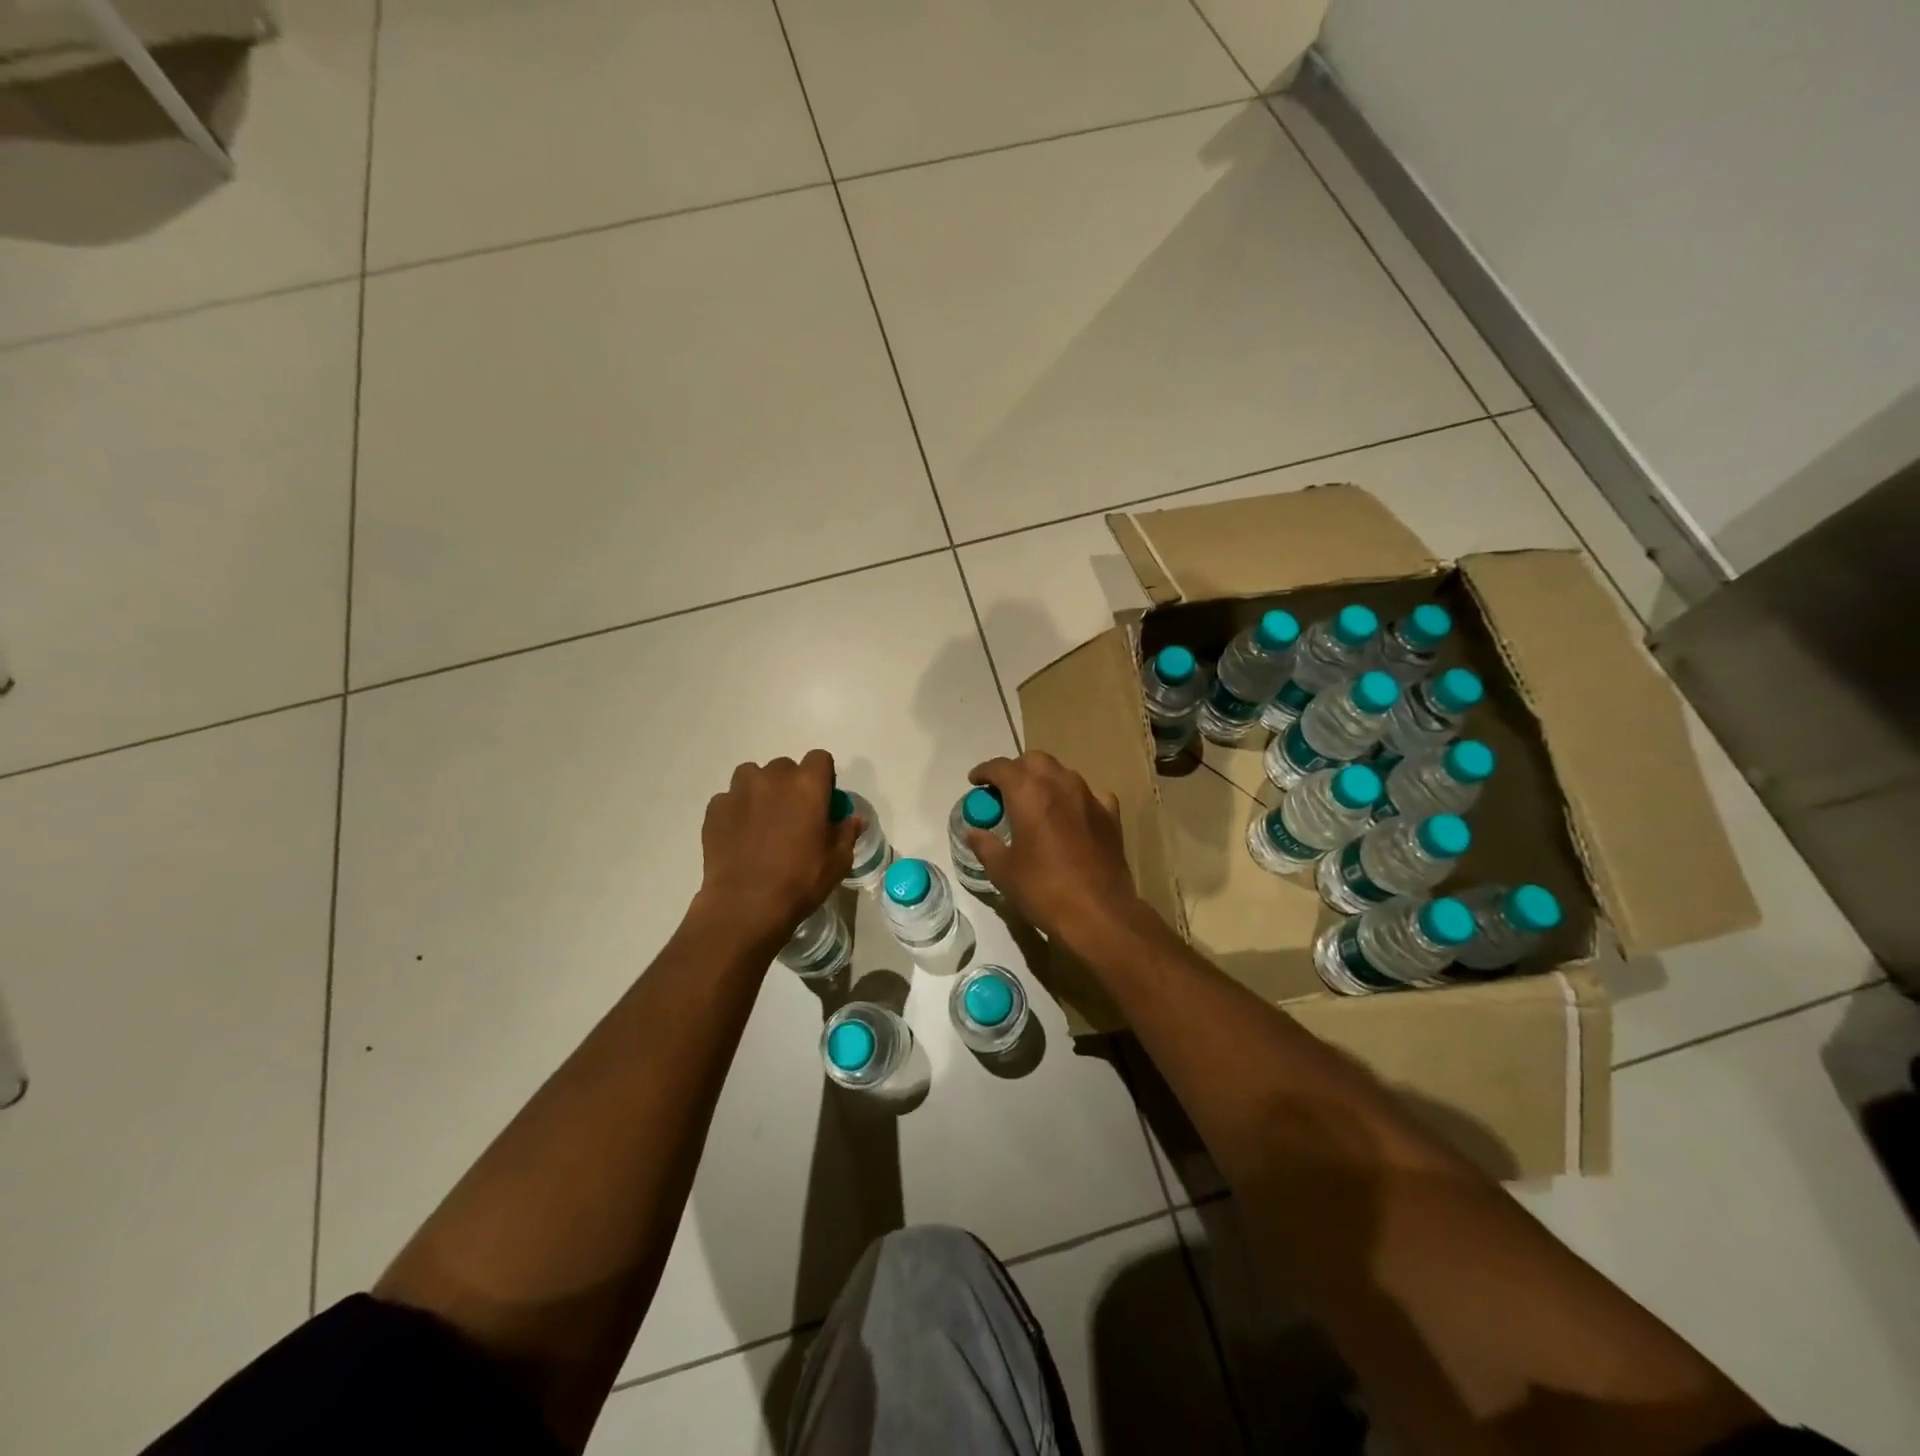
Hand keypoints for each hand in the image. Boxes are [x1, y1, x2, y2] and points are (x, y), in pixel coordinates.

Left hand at [696, 751, 857, 942]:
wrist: (746, 905)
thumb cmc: (800, 880)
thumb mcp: (837, 861)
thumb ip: (847, 832)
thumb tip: (855, 819)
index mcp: (807, 785)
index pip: (820, 759)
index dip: (823, 777)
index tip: (822, 801)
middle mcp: (772, 778)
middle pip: (785, 767)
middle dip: (791, 785)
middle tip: (793, 815)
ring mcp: (739, 791)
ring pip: (752, 776)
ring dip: (760, 791)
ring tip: (762, 821)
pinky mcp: (715, 809)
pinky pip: (729, 799)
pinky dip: (736, 810)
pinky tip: (740, 837)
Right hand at [964, 751, 1143, 945]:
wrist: (1097, 912)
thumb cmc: (1043, 889)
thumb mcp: (1003, 871)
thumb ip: (985, 845)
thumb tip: (972, 831)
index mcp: (1028, 792)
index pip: (1001, 767)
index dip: (984, 771)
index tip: (975, 781)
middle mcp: (1059, 783)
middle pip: (1034, 761)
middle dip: (1016, 770)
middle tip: (1004, 792)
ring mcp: (1089, 796)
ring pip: (1062, 773)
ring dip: (1045, 780)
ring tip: (1035, 803)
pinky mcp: (1110, 814)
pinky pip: (1090, 794)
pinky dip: (1075, 798)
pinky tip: (1071, 815)